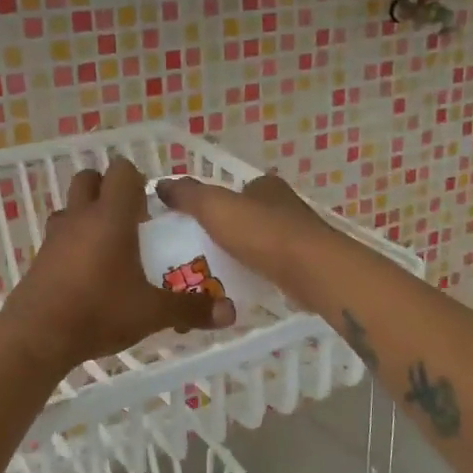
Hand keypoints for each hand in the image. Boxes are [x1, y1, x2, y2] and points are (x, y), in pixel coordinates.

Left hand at [0, 156, 235, 374]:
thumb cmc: (98, 312)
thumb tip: (230, 312)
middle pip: (89, 178)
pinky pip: (60, 235)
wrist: (36, 336)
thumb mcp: (152, 313)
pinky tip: (88, 273)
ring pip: (71, 207)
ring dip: (89, 215)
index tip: (152, 207)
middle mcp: (80, 217)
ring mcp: (55, 236)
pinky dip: (74, 242)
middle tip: (131, 220)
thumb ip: (190, 309)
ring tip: (110, 246)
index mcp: (110, 217)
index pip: (122, 171)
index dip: (138, 180)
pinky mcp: (41, 257)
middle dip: (109, 190)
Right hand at [153, 171, 333, 293]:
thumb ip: (188, 195)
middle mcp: (284, 206)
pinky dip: (255, 274)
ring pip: (260, 243)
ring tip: (212, 275)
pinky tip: (239, 288)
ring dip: (240, 255)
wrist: (312, 270)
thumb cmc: (262, 233)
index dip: (214, 203)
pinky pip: (270, 267)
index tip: (193, 224)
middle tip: (197, 253)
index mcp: (265, 187)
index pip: (235, 190)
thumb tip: (161, 184)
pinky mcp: (304, 265)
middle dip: (225, 232)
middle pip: (247, 217)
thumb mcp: (215, 207)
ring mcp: (297, 236)